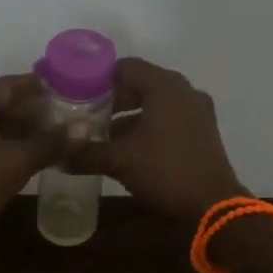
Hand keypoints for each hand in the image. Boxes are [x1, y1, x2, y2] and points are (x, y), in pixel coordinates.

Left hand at [0, 73, 62, 259]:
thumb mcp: (16, 162)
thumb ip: (50, 143)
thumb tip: (85, 127)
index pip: (8, 84)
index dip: (38, 83)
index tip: (66, 85)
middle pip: (1, 105)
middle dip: (33, 109)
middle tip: (67, 113)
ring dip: (23, 130)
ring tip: (56, 135)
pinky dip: (10, 147)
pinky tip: (32, 157)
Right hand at [65, 58, 245, 222]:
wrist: (213, 206)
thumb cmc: (166, 171)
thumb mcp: (120, 161)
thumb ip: (87, 153)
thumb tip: (59, 155)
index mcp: (166, 87)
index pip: (127, 67)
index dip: (100, 78)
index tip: (77, 92)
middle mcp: (184, 92)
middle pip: (141, 84)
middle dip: (113, 99)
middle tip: (87, 114)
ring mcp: (197, 112)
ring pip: (155, 104)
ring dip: (130, 116)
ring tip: (103, 134)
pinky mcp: (202, 132)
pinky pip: (169, 119)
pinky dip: (148, 127)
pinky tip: (129, 149)